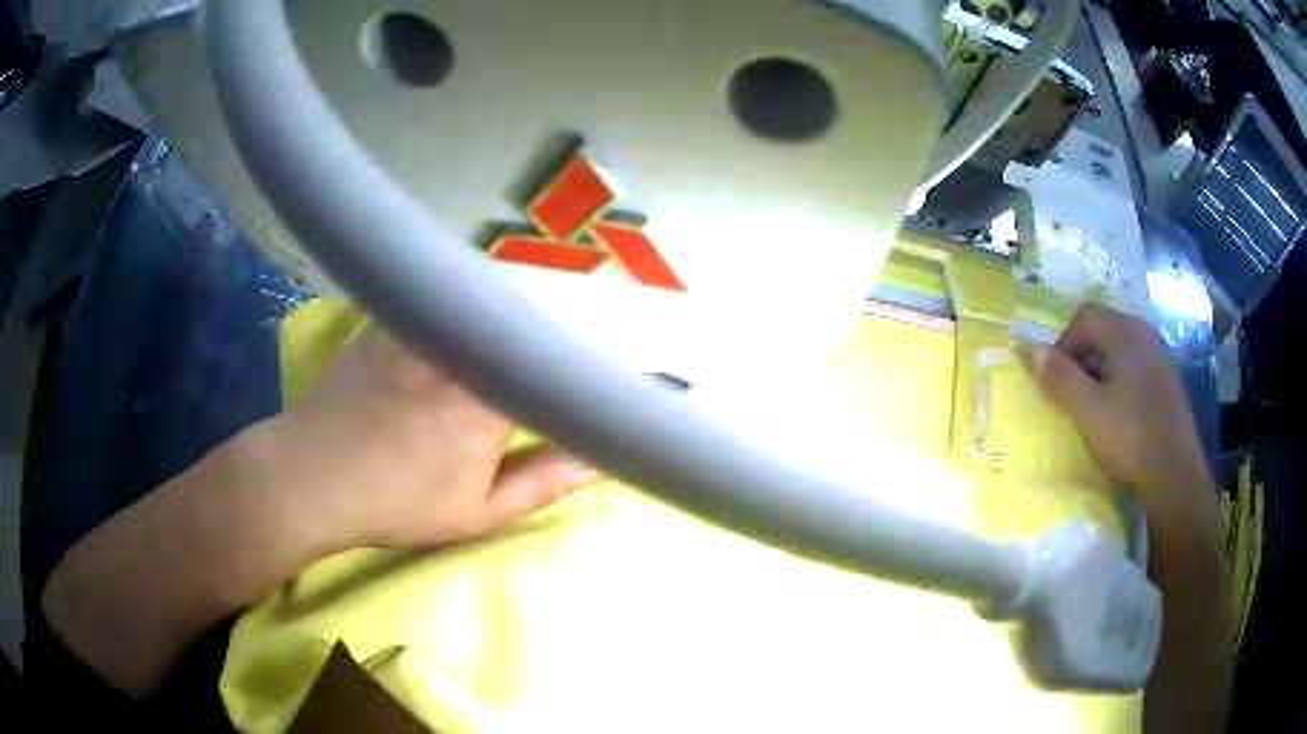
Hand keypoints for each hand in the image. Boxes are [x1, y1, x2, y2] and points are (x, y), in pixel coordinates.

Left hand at [253, 329, 602, 553]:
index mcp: (493, 398)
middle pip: (526, 321)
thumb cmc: (398, 502)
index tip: (605, 365)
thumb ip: (543, 484)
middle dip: (552, 328)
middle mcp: (465, 349)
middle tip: (564, 343)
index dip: (584, 361)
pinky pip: (442, 298)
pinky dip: (464, 304)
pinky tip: (464, 315)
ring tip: (522, 325)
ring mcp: (424, 327)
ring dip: (510, 312)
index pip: (558, 363)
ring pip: (485, 303)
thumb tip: (602, 462)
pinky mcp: (393, 318)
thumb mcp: (477, 512)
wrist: (313, 476)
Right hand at [1018, 303, 1208, 507]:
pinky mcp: (1167, 379)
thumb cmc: (1129, 438)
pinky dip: (1119, 380)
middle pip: (1101, 329)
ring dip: (1099, 370)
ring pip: (1118, 349)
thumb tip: (1027, 347)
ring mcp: (1159, 355)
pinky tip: (1119, 413)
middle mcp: (1144, 332)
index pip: (1082, 318)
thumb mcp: (1086, 411)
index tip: (1055, 383)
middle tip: (1072, 396)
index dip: (1061, 345)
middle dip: (1080, 357)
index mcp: (1124, 332)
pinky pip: (1135, 365)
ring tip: (1094, 407)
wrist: (1175, 475)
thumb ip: (1058, 377)